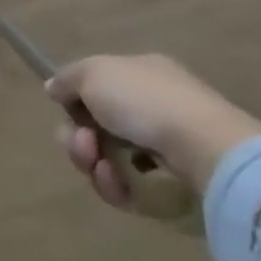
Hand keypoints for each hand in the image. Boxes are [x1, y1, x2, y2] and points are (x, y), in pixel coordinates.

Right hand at [47, 54, 260, 208]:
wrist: (206, 151)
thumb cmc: (146, 101)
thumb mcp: (93, 72)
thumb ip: (68, 79)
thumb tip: (54, 88)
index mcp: (141, 75)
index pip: (97, 88)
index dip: (75, 100)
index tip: (66, 108)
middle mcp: (153, 109)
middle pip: (96, 127)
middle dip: (77, 137)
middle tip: (82, 143)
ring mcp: (165, 150)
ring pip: (109, 159)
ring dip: (92, 162)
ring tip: (98, 165)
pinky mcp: (172, 188)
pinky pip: (129, 188)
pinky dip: (115, 185)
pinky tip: (116, 181)